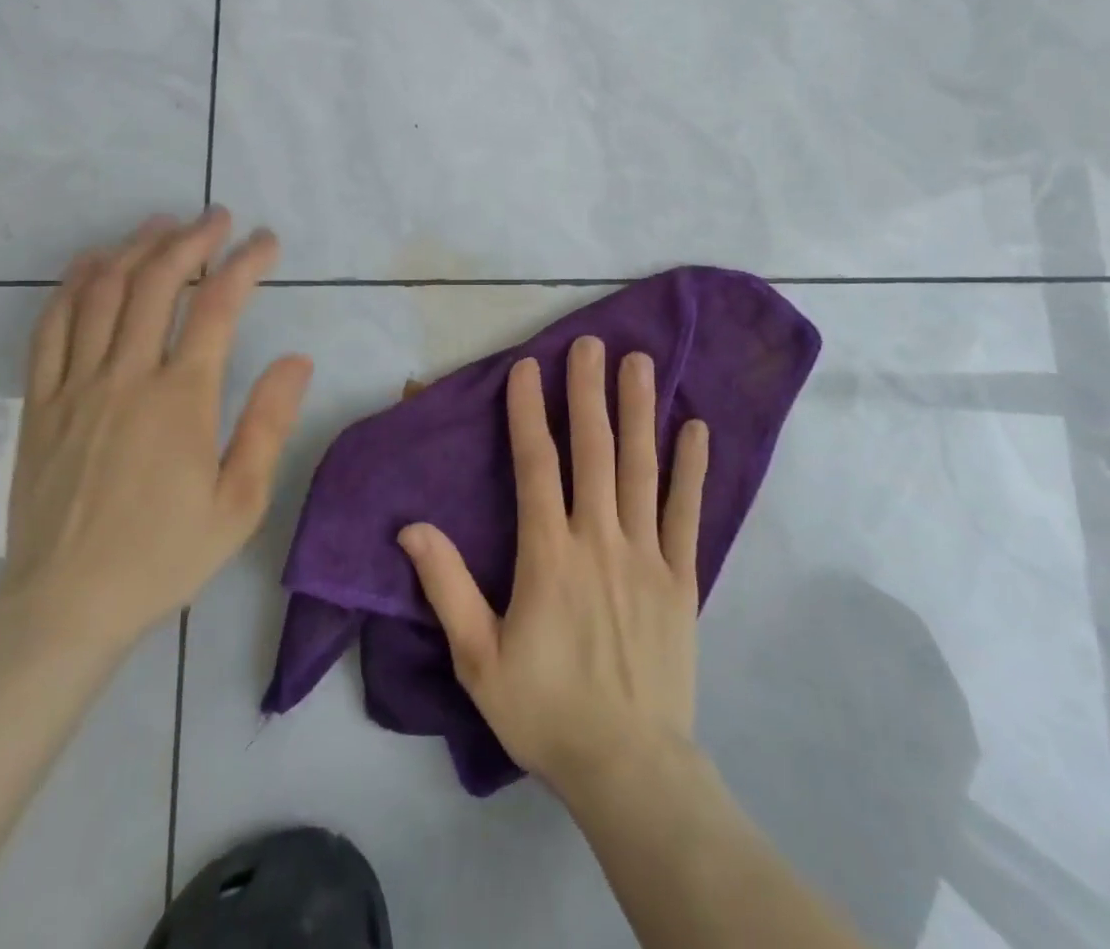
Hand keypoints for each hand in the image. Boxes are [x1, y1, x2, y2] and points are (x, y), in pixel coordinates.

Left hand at [0, 209, 312, 647]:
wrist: (65, 604)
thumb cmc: (165, 553)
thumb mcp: (240, 501)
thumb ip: (269, 423)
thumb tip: (297, 359)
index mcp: (181, 398)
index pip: (218, 306)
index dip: (246, 263)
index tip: (266, 241)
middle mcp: (125, 376)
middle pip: (156, 281)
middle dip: (191, 239)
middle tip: (217, 217)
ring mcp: (74, 386)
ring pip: (102, 293)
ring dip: (135, 248)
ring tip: (161, 224)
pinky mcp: (38, 403)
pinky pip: (50, 327)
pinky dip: (72, 285)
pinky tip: (92, 263)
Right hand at [399, 336, 708, 798]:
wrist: (628, 767)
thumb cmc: (545, 710)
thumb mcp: (478, 658)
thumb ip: (448, 586)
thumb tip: (412, 527)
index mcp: (548, 554)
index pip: (536, 465)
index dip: (529, 412)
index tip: (528, 367)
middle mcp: (599, 539)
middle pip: (592, 450)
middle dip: (588, 391)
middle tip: (591, 343)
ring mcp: (646, 555)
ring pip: (641, 468)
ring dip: (639, 411)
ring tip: (640, 363)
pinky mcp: (681, 577)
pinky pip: (687, 513)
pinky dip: (691, 468)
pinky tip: (697, 428)